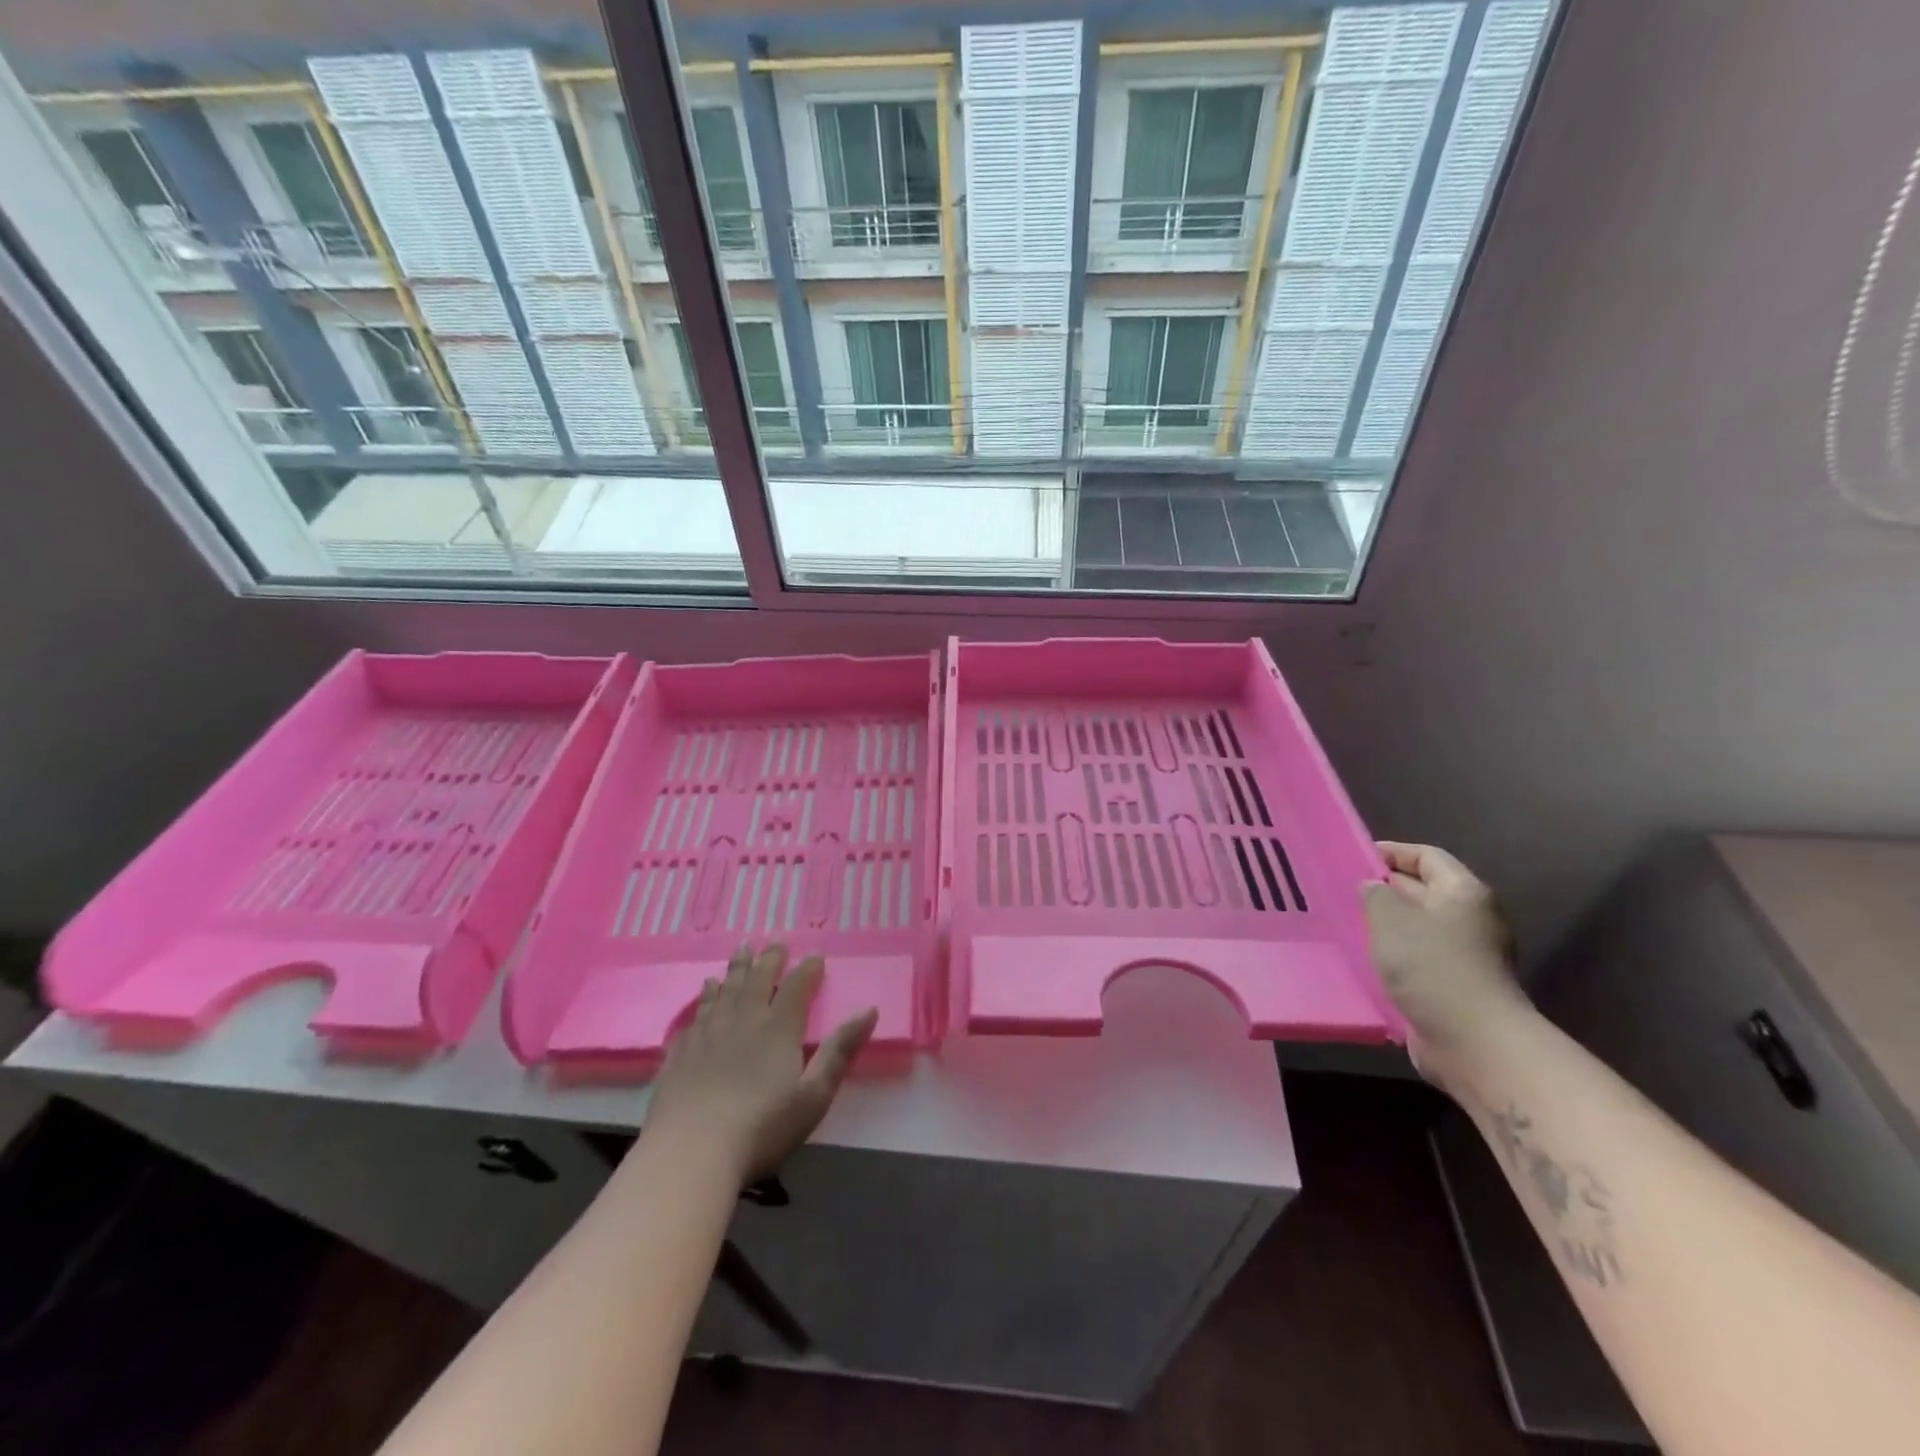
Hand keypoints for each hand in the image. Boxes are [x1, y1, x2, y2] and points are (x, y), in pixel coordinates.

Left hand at [642, 944, 877, 1184]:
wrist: (689, 1153)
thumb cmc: (761, 1128)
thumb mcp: (813, 1096)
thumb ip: (840, 1051)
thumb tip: (869, 1010)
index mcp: (778, 1028)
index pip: (796, 987)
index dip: (807, 969)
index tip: (816, 956)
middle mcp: (743, 1019)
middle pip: (758, 978)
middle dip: (770, 958)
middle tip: (776, 942)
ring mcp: (708, 1032)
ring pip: (725, 989)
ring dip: (737, 967)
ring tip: (742, 949)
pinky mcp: (680, 1050)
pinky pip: (696, 1011)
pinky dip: (705, 995)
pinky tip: (705, 990)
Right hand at [1363, 842, 1529, 1074]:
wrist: (1474, 1041)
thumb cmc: (1432, 966)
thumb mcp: (1391, 918)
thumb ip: (1376, 894)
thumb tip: (1374, 887)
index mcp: (1464, 893)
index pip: (1428, 857)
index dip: (1393, 852)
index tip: (1356, 856)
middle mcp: (1471, 919)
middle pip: (1426, 890)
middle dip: (1387, 888)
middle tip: (1344, 889)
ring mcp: (1467, 955)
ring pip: (1420, 927)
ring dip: (1387, 924)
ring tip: (1349, 922)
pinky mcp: (1456, 986)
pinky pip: (1420, 958)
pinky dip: (1395, 954)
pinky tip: (1367, 958)